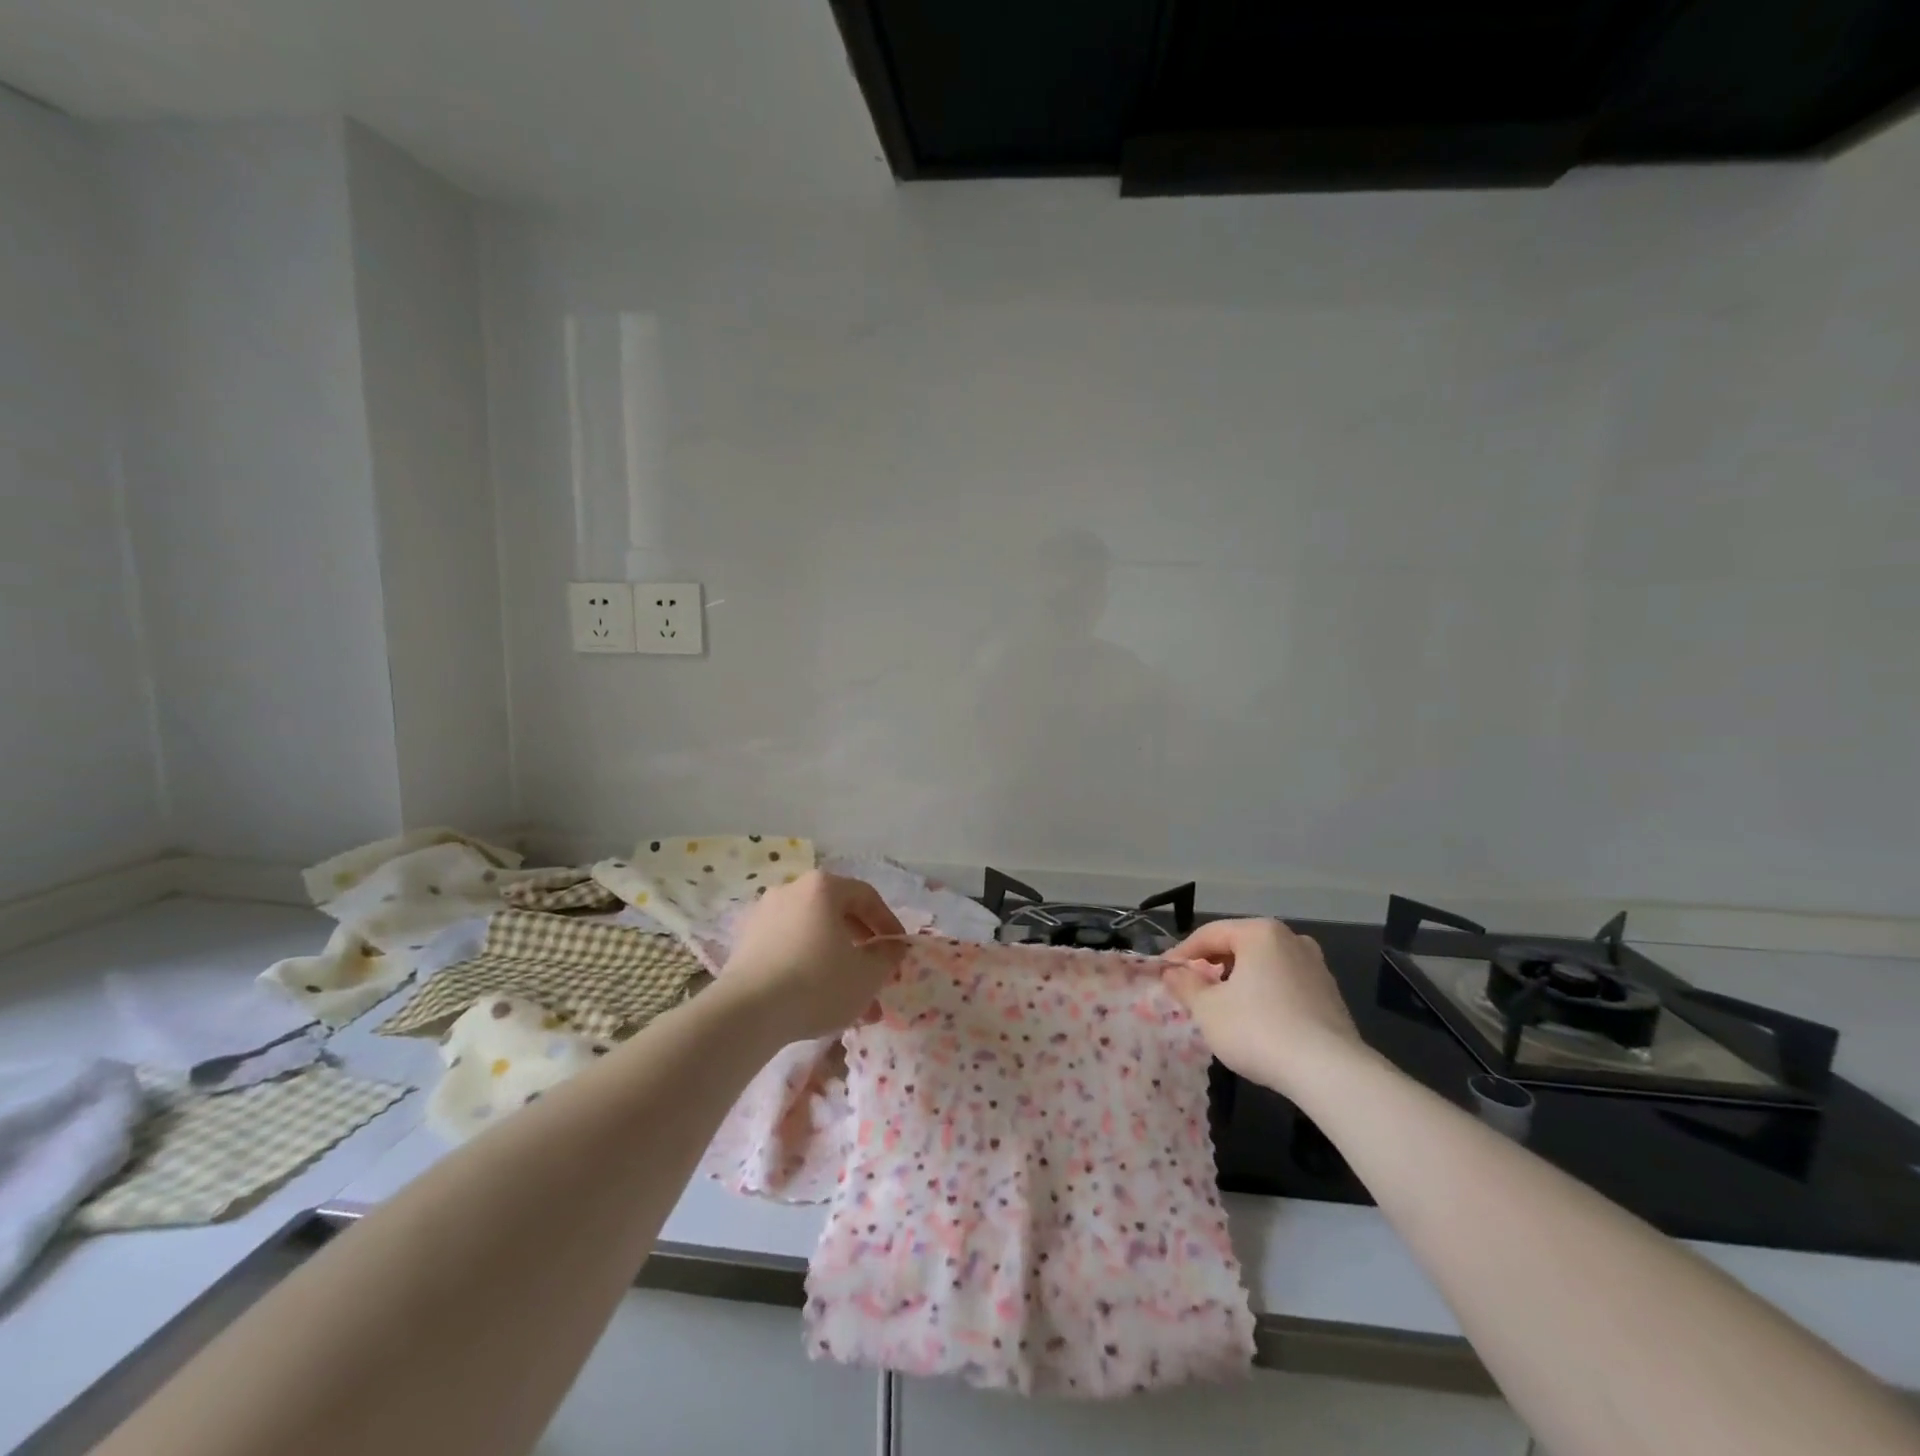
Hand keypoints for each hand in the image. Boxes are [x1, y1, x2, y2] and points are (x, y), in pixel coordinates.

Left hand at [718, 871, 906, 1041]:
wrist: (747, 1013)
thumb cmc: (817, 983)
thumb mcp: (867, 974)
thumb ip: (887, 956)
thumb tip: (892, 948)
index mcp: (823, 886)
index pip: (867, 896)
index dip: (888, 923)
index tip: (898, 951)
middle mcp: (791, 890)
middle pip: (837, 914)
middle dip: (860, 946)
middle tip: (874, 973)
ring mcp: (764, 914)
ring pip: (812, 934)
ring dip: (835, 960)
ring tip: (848, 999)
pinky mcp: (745, 942)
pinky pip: (788, 947)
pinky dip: (807, 966)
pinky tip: (816, 1000)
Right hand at [1163, 919, 1364, 1093]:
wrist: (1330, 1072)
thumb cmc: (1258, 1029)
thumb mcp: (1207, 1009)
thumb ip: (1185, 985)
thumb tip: (1172, 972)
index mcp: (1260, 933)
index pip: (1209, 934)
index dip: (1182, 953)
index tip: (1164, 973)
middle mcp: (1291, 939)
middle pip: (1239, 946)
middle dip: (1212, 966)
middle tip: (1191, 989)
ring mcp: (1316, 966)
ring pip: (1263, 965)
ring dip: (1239, 980)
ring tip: (1222, 1006)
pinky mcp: (1330, 995)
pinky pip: (1285, 984)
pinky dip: (1264, 994)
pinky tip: (1256, 1021)